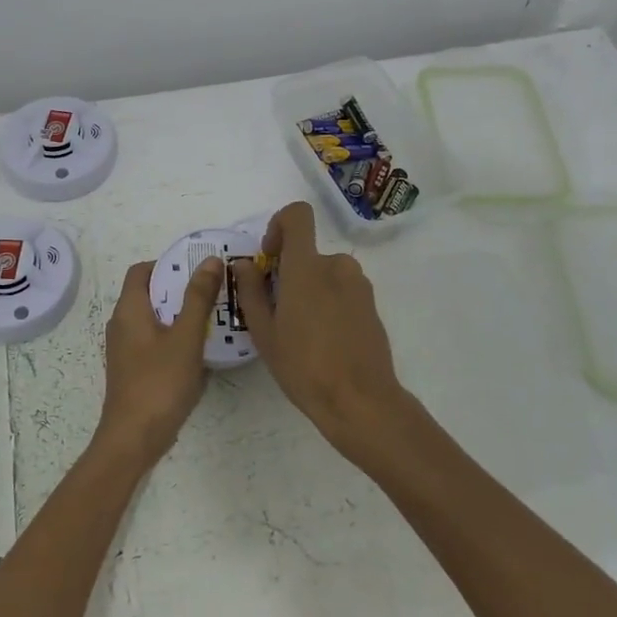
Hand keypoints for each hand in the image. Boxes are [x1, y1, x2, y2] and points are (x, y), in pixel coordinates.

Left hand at [98, 255, 225, 468]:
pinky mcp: (133, 369)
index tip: (198, 268)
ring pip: (154, 319)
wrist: (134, 438)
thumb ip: (198, 298)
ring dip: (179, 313)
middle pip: (149, 293)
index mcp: (128, 310)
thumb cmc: (159, 382)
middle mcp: (121, 324)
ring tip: (213, 316)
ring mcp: (125, 348)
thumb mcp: (186, 336)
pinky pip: (154, 340)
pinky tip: (199, 348)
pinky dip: (174, 335)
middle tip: (213, 290)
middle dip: (180, 288)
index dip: (168, 263)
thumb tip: (209, 260)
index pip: (142, 270)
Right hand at [231, 201, 430, 465]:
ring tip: (300, 332)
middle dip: (290, 274)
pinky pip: (342, 291)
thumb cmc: (303, 366)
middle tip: (277, 313)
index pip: (298, 216)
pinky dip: (329, 304)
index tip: (270, 257)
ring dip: (310, 291)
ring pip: (325, 274)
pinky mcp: (372, 305)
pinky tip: (323, 341)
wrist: (360, 400)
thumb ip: (251, 291)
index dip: (279, 225)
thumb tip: (244, 264)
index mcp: (307, 266)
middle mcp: (337, 266)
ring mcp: (359, 285)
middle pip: (308, 253)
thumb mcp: (264, 331)